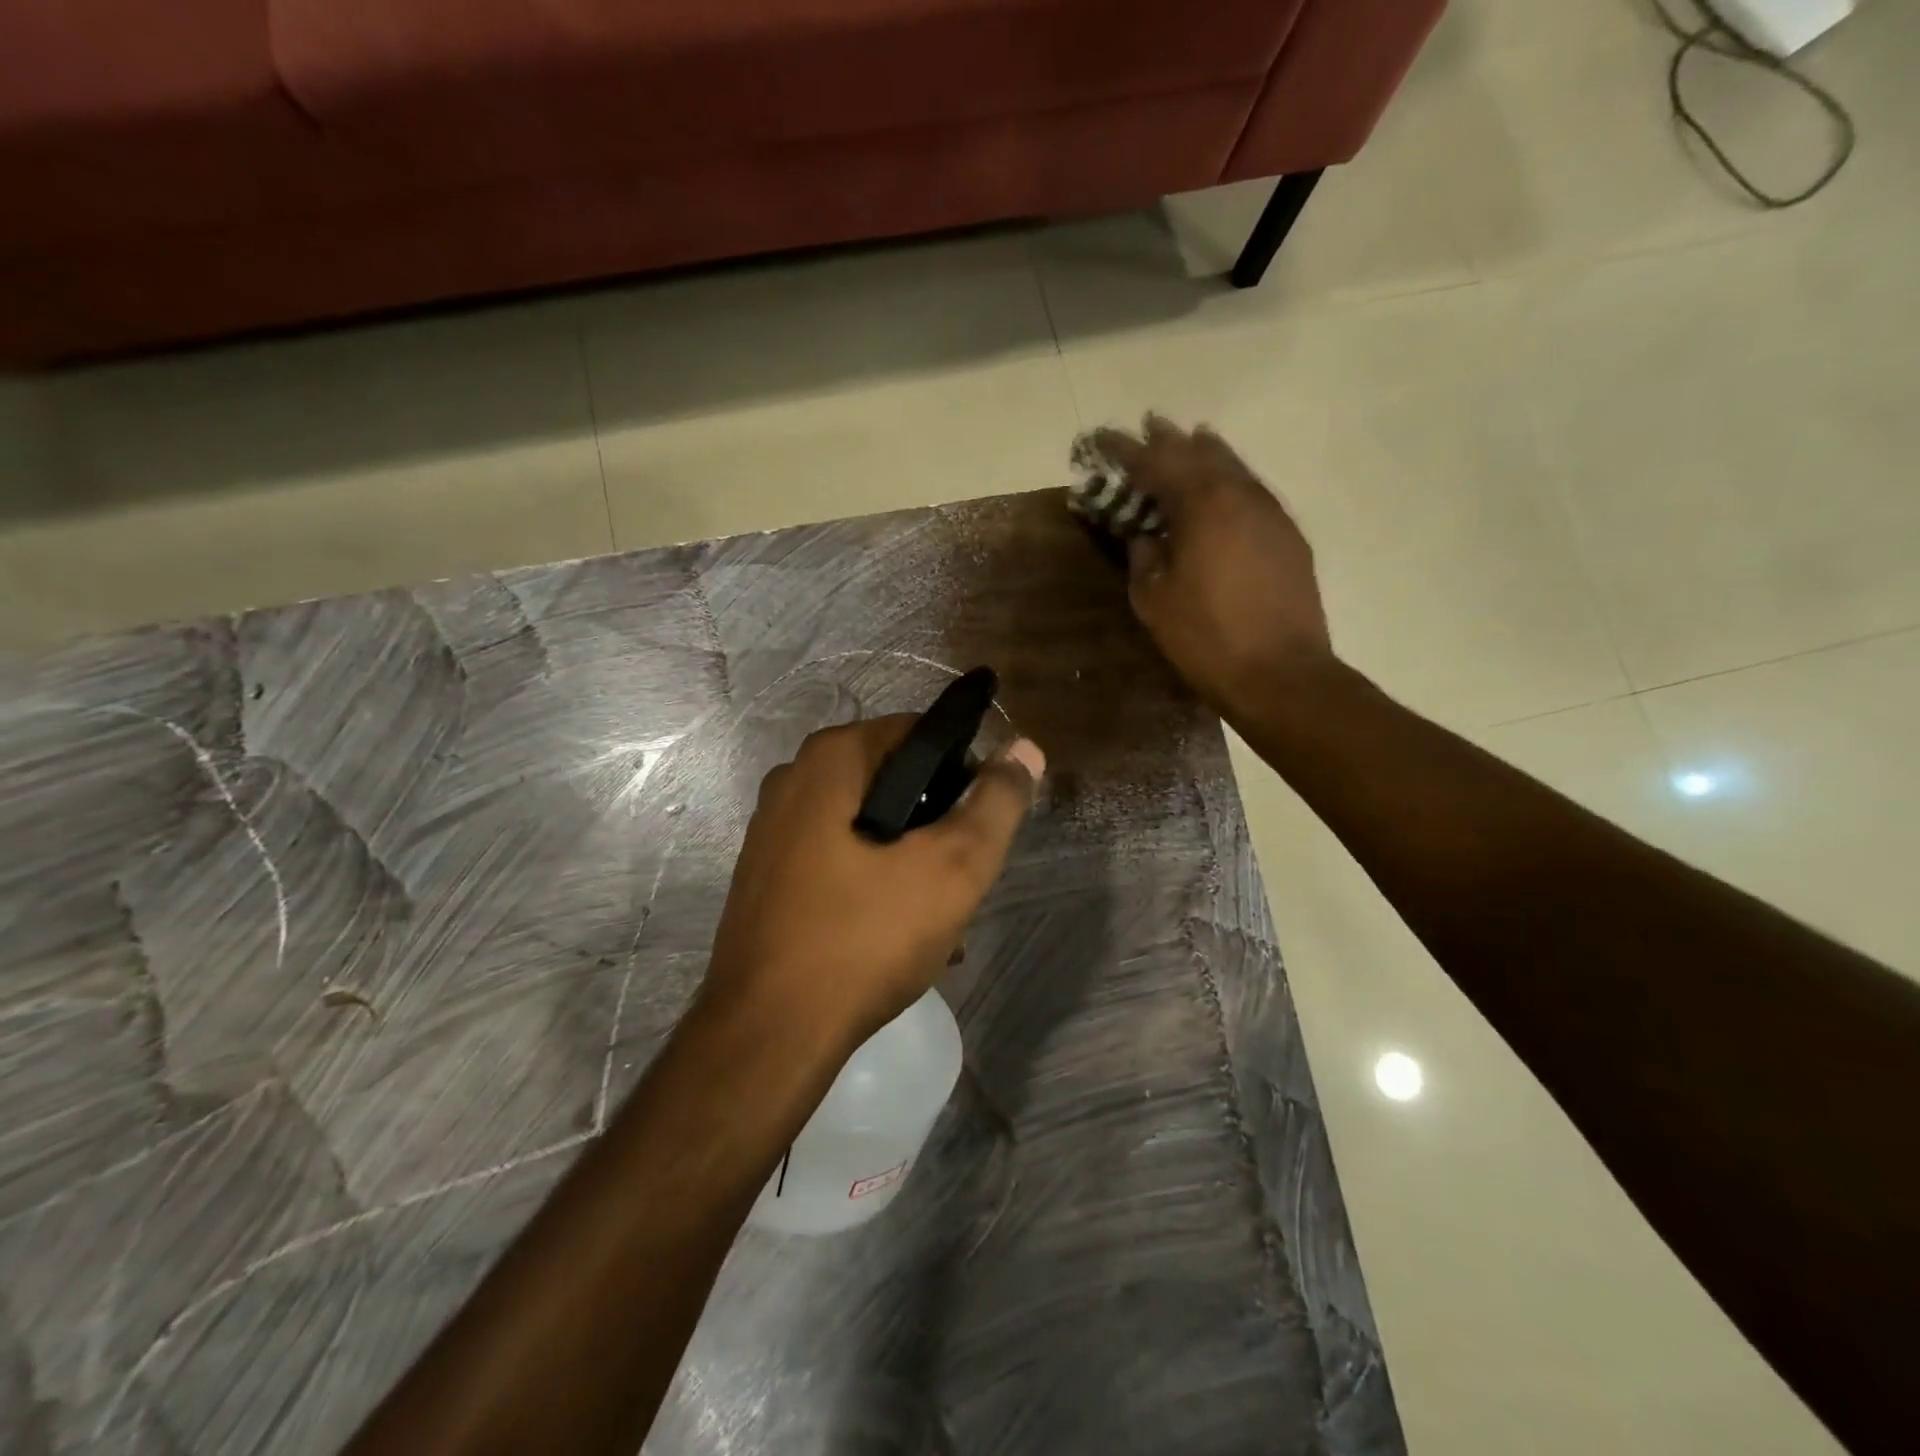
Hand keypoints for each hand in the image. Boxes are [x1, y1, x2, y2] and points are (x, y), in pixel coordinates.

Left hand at [703, 716, 1044, 1049]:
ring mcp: (773, 831)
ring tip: (941, 919)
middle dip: (937, 826)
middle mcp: (793, 781)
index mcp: (830, 760)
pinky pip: (839, 862)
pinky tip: (901, 936)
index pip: (920, 732)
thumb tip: (1025, 750)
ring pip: (869, 827)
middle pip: (894, 781)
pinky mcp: (768, 878)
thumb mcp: (953, 868)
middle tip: (962, 878)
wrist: (768, 1036)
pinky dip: (875, 885)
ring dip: (912, 863)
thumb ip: (996, 804)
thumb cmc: (864, 939)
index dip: (964, 772)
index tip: (982, 826)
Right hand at [1087, 416, 1333, 716]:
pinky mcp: (1289, 536)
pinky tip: (1223, 489)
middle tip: (1146, 426)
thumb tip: (1146, 535)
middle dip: (1168, 439)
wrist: (1281, 673)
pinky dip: (1230, 480)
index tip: (1100, 439)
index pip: (1155, 463)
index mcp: (1201, 505)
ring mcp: (1271, 513)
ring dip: (1205, 453)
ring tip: (1188, 440)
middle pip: (1199, 453)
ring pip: (1233, 467)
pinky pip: (1253, 491)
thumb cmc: (1206, 638)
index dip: (1124, 450)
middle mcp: (1240, 495)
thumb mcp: (1155, 601)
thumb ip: (1144, 558)